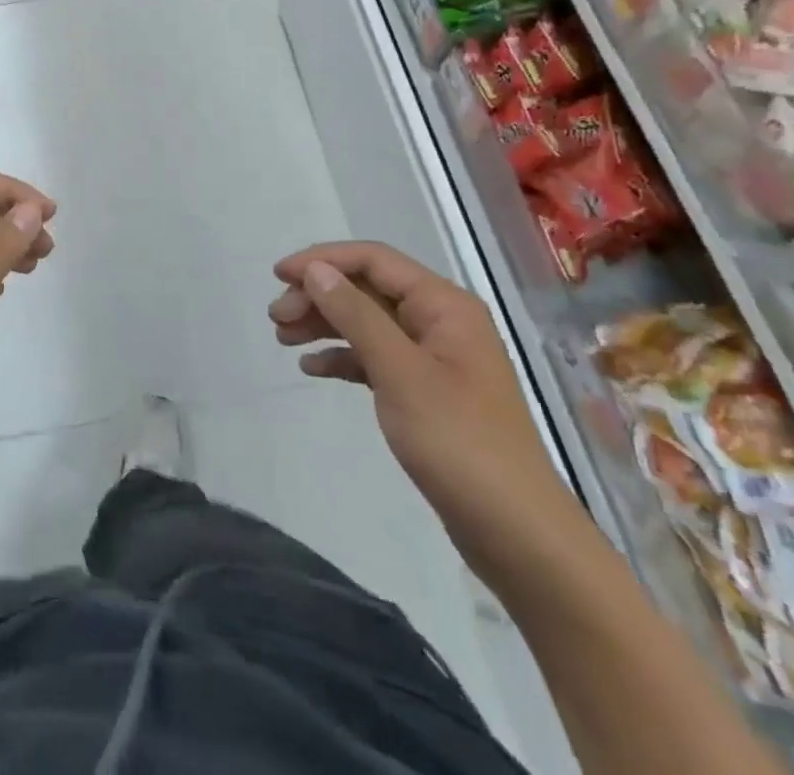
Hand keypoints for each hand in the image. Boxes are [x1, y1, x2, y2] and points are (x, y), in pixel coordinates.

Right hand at [269, 242, 584, 584]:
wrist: (517, 534)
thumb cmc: (458, 443)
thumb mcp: (400, 372)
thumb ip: (356, 315)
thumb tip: (317, 270)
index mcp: (444, 305)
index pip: (374, 260)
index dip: (323, 260)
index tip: (278, 275)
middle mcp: (440, 321)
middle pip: (367, 289)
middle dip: (319, 296)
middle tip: (276, 318)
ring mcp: (434, 358)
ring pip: (368, 323)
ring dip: (325, 324)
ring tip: (283, 339)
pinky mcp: (426, 392)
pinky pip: (376, 358)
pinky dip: (343, 357)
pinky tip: (313, 369)